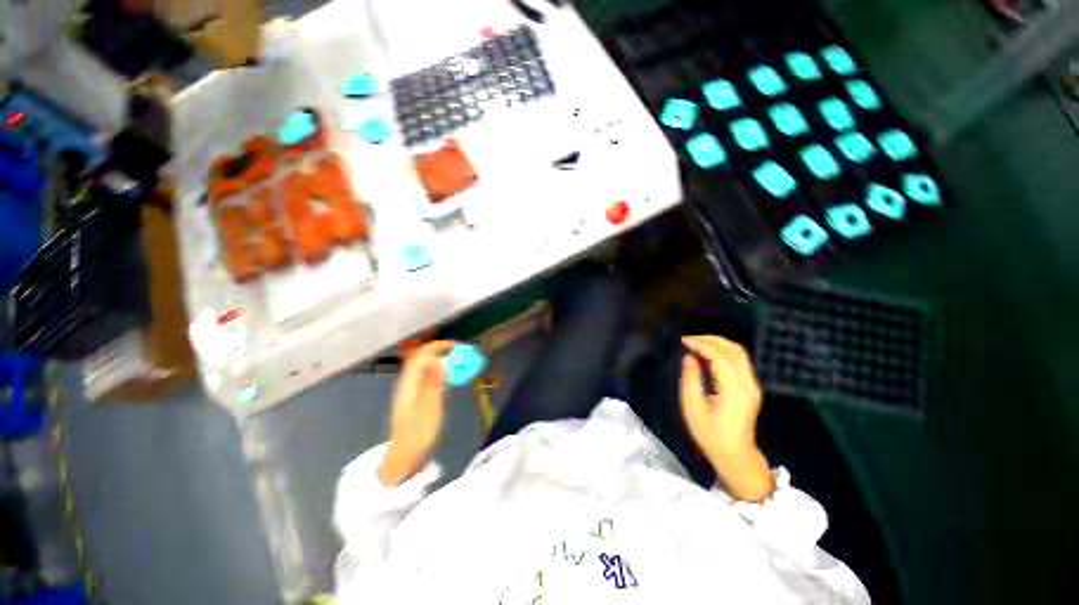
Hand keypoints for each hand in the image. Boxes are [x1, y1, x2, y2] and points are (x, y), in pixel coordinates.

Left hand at [380, 340, 455, 485]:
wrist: (404, 458)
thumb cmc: (418, 435)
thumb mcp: (428, 409)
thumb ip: (432, 383)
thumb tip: (436, 359)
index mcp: (409, 383)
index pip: (422, 354)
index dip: (439, 346)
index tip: (458, 346)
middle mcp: (408, 382)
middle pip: (423, 357)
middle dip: (442, 350)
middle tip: (462, 352)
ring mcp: (411, 389)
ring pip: (426, 365)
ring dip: (442, 359)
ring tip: (459, 360)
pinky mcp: (416, 396)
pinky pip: (428, 375)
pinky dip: (440, 370)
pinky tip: (450, 376)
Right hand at [680, 335, 773, 501]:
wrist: (735, 455)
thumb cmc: (711, 435)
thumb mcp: (693, 408)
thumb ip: (690, 380)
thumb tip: (689, 358)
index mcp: (735, 391)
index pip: (720, 358)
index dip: (701, 345)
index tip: (684, 341)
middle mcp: (749, 385)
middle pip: (734, 350)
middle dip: (711, 340)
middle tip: (689, 339)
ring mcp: (752, 386)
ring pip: (739, 353)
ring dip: (717, 344)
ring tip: (696, 344)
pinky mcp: (750, 387)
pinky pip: (738, 361)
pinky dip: (722, 352)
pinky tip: (706, 354)